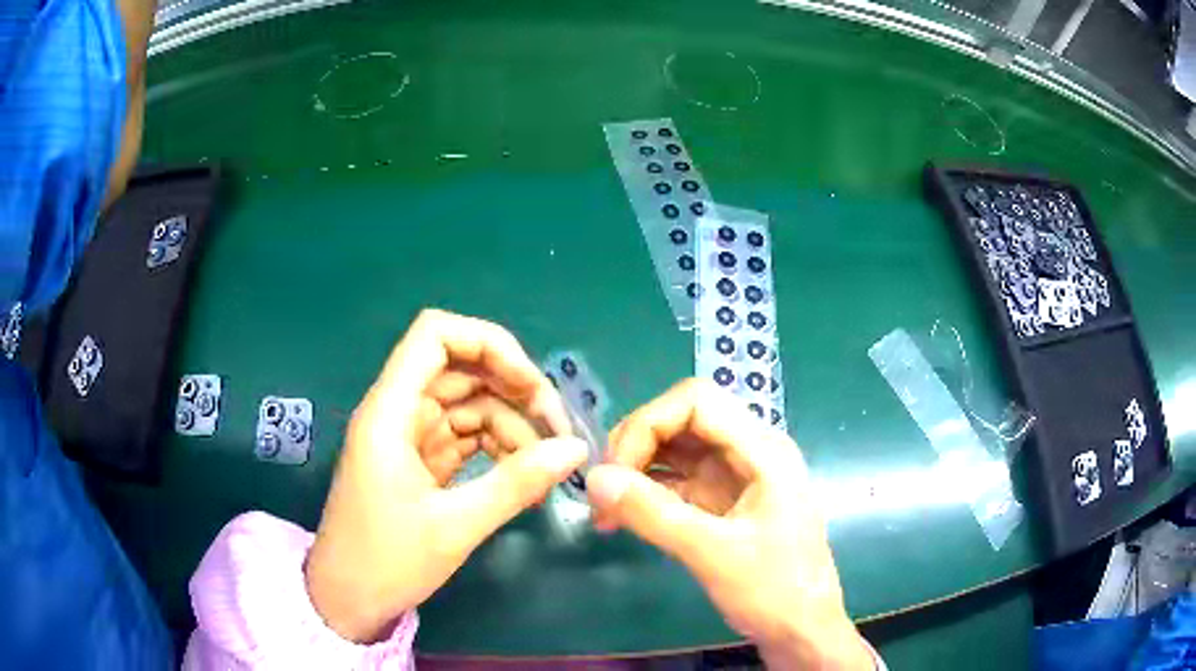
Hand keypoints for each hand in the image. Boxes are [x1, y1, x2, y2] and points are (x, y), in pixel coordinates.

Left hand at [305, 309, 588, 642]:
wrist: (347, 601)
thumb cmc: (387, 562)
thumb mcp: (456, 526)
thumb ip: (517, 483)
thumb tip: (575, 449)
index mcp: (391, 411)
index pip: (435, 335)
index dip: (487, 343)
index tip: (530, 385)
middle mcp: (398, 412)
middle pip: (462, 369)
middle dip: (514, 391)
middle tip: (558, 432)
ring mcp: (409, 436)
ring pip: (469, 406)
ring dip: (511, 427)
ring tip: (546, 468)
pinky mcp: (419, 461)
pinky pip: (465, 437)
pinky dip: (496, 450)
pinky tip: (523, 477)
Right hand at [587, 380, 871, 669]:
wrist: (802, 630)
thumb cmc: (773, 590)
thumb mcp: (713, 554)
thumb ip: (653, 514)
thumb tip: (593, 479)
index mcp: (762, 450)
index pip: (695, 401)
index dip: (648, 423)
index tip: (616, 472)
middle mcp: (750, 451)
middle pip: (681, 421)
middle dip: (636, 449)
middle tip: (603, 493)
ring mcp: (736, 476)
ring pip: (675, 451)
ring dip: (636, 473)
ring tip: (605, 512)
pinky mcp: (724, 501)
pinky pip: (677, 482)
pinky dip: (647, 495)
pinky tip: (623, 520)